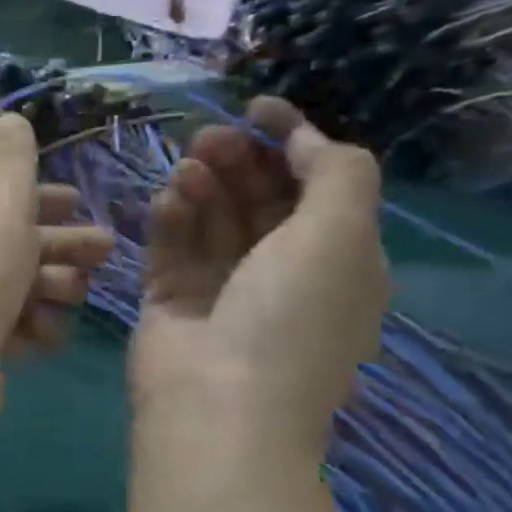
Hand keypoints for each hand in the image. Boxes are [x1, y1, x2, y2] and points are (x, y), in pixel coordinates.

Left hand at [0, 111, 113, 439]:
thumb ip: (14, 162)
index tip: (81, 204)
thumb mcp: (1, 205)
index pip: (4, 201)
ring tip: (70, 296)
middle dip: (64, 246)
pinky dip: (33, 330)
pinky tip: (42, 335)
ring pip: (23, 288)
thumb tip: (9, 115)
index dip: (44, 200)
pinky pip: (16, 329)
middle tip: (106, 252)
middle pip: (20, 244)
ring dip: (53, 288)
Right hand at [133, 96, 388, 455]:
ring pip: (211, 219)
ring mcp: (220, 287)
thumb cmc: (291, 316)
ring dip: (203, 183)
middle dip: (239, 160)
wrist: (218, 403)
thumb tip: (305, 139)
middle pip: (258, 199)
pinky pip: (171, 246)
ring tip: (188, 163)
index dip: (291, 142)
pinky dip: (171, 217)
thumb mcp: (343, 235)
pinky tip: (169, 197)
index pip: (314, 187)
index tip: (257, 108)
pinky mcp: (170, 300)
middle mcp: (279, 271)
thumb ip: (336, 173)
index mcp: (336, 260)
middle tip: (210, 136)